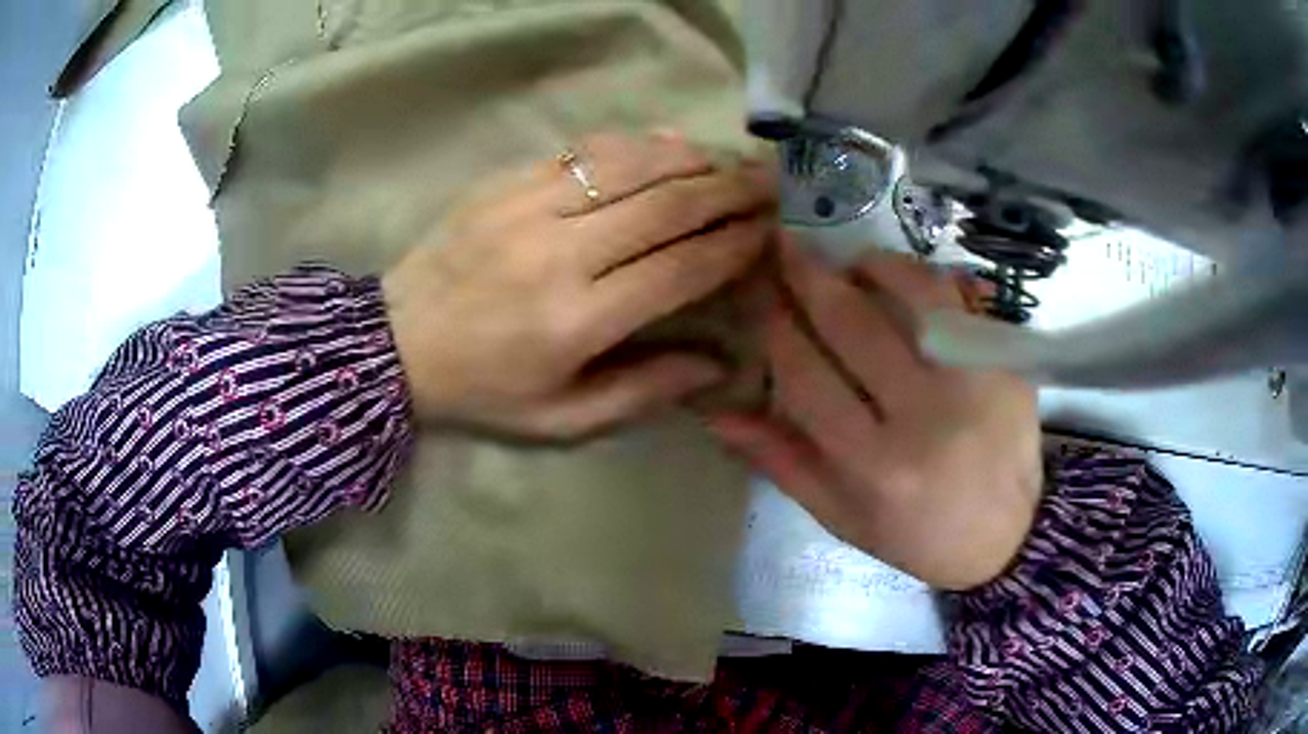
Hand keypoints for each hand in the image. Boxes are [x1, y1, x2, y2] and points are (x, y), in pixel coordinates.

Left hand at [383, 133, 776, 439]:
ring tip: (730, 159)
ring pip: (630, 165)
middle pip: (666, 206)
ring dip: (691, 158)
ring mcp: (527, 208)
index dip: (734, 244)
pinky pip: (584, 151)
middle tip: (770, 182)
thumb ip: (643, 391)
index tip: (770, 230)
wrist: (395, 343)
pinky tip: (668, 144)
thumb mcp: (562, 420)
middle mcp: (559, 254)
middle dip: (729, 190)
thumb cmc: (484, 390)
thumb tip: (717, 364)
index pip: (680, 268)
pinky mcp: (505, 182)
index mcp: (576, 320)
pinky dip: (636, 144)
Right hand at [709, 241, 1042, 589]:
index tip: (754, 294)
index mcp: (876, 466)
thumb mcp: (841, 517)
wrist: (1008, 536)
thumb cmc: (917, 535)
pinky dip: (926, 279)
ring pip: (914, 295)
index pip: (807, 378)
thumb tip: (717, 412)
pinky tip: (904, 280)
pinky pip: (960, 302)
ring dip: (871, 265)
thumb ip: (782, 462)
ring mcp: (975, 383)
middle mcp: (926, 417)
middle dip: (809, 277)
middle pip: (855, 325)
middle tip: (783, 246)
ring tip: (849, 262)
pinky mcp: (1007, 364)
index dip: (774, 328)